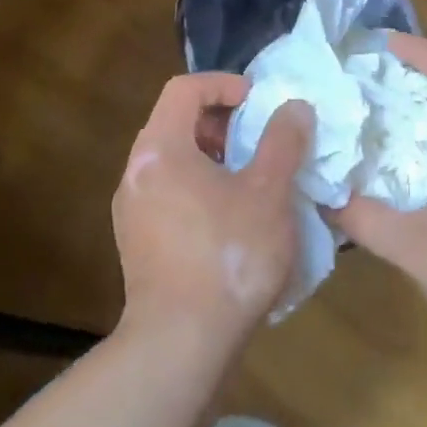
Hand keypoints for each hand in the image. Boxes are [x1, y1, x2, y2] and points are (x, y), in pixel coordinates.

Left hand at [112, 73, 313, 350]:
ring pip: (172, 162)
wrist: (181, 343)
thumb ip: (282, 142)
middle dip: (220, 122)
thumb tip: (294, 108)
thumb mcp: (268, 192)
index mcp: (160, 149)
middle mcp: (136, 173)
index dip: (224, 84)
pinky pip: (168, 194)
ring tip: (251, 180)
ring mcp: (131, 211)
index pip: (184, 89)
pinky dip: (199, 188)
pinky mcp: (136, 243)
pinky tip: (232, 219)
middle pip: (175, 123)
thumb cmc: (228, 255)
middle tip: (258, 140)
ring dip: (212, 158)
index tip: (258, 102)